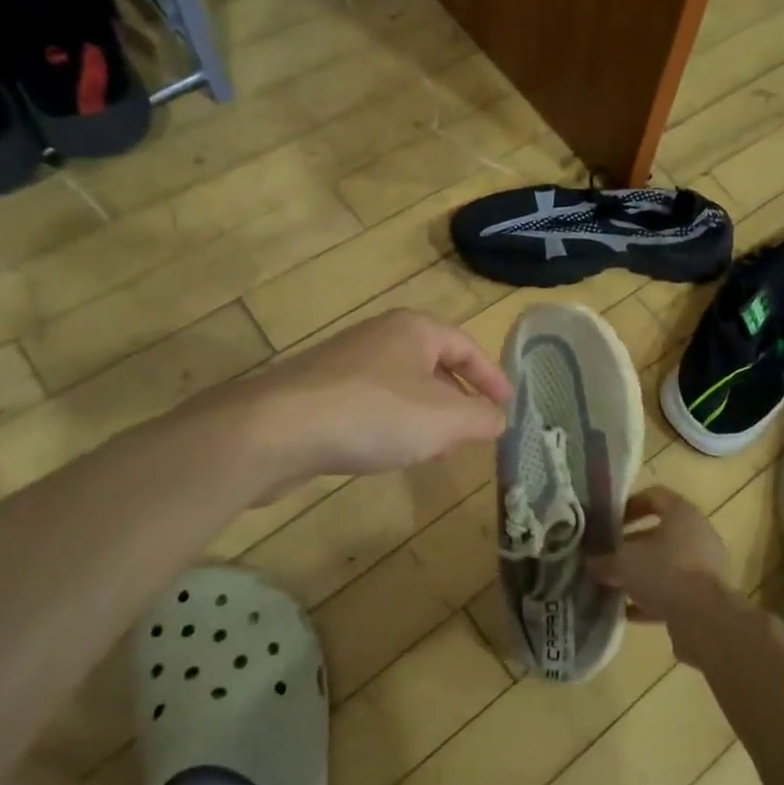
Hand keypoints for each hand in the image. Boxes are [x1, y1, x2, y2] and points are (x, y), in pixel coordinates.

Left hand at [246, 310, 511, 482]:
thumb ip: (481, 419)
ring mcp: (345, 363)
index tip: (507, 406)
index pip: (467, 347)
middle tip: (473, 432)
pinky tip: (389, 454)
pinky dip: (392, 425)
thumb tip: (499, 420)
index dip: (492, 377)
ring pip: (401, 387)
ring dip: (425, 418)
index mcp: (414, 329)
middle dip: (457, 400)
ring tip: (435, 450)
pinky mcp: (318, 392)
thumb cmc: (375, 414)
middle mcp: (380, 336)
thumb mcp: (445, 420)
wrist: (276, 430)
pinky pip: (371, 404)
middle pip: (433, 365)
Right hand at [590, 486, 740, 663]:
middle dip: (630, 545)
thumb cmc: (665, 573)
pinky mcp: (705, 597)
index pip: (654, 496)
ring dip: (640, 574)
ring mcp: (704, 567)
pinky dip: (650, 600)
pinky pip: (672, 592)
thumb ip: (604, 561)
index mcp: (682, 514)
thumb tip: (589, 564)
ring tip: (612, 584)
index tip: (608, 521)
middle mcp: (697, 535)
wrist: (707, 620)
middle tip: (606, 556)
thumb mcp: (625, 563)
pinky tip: (625, 612)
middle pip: (659, 533)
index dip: (629, 505)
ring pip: (665, 564)